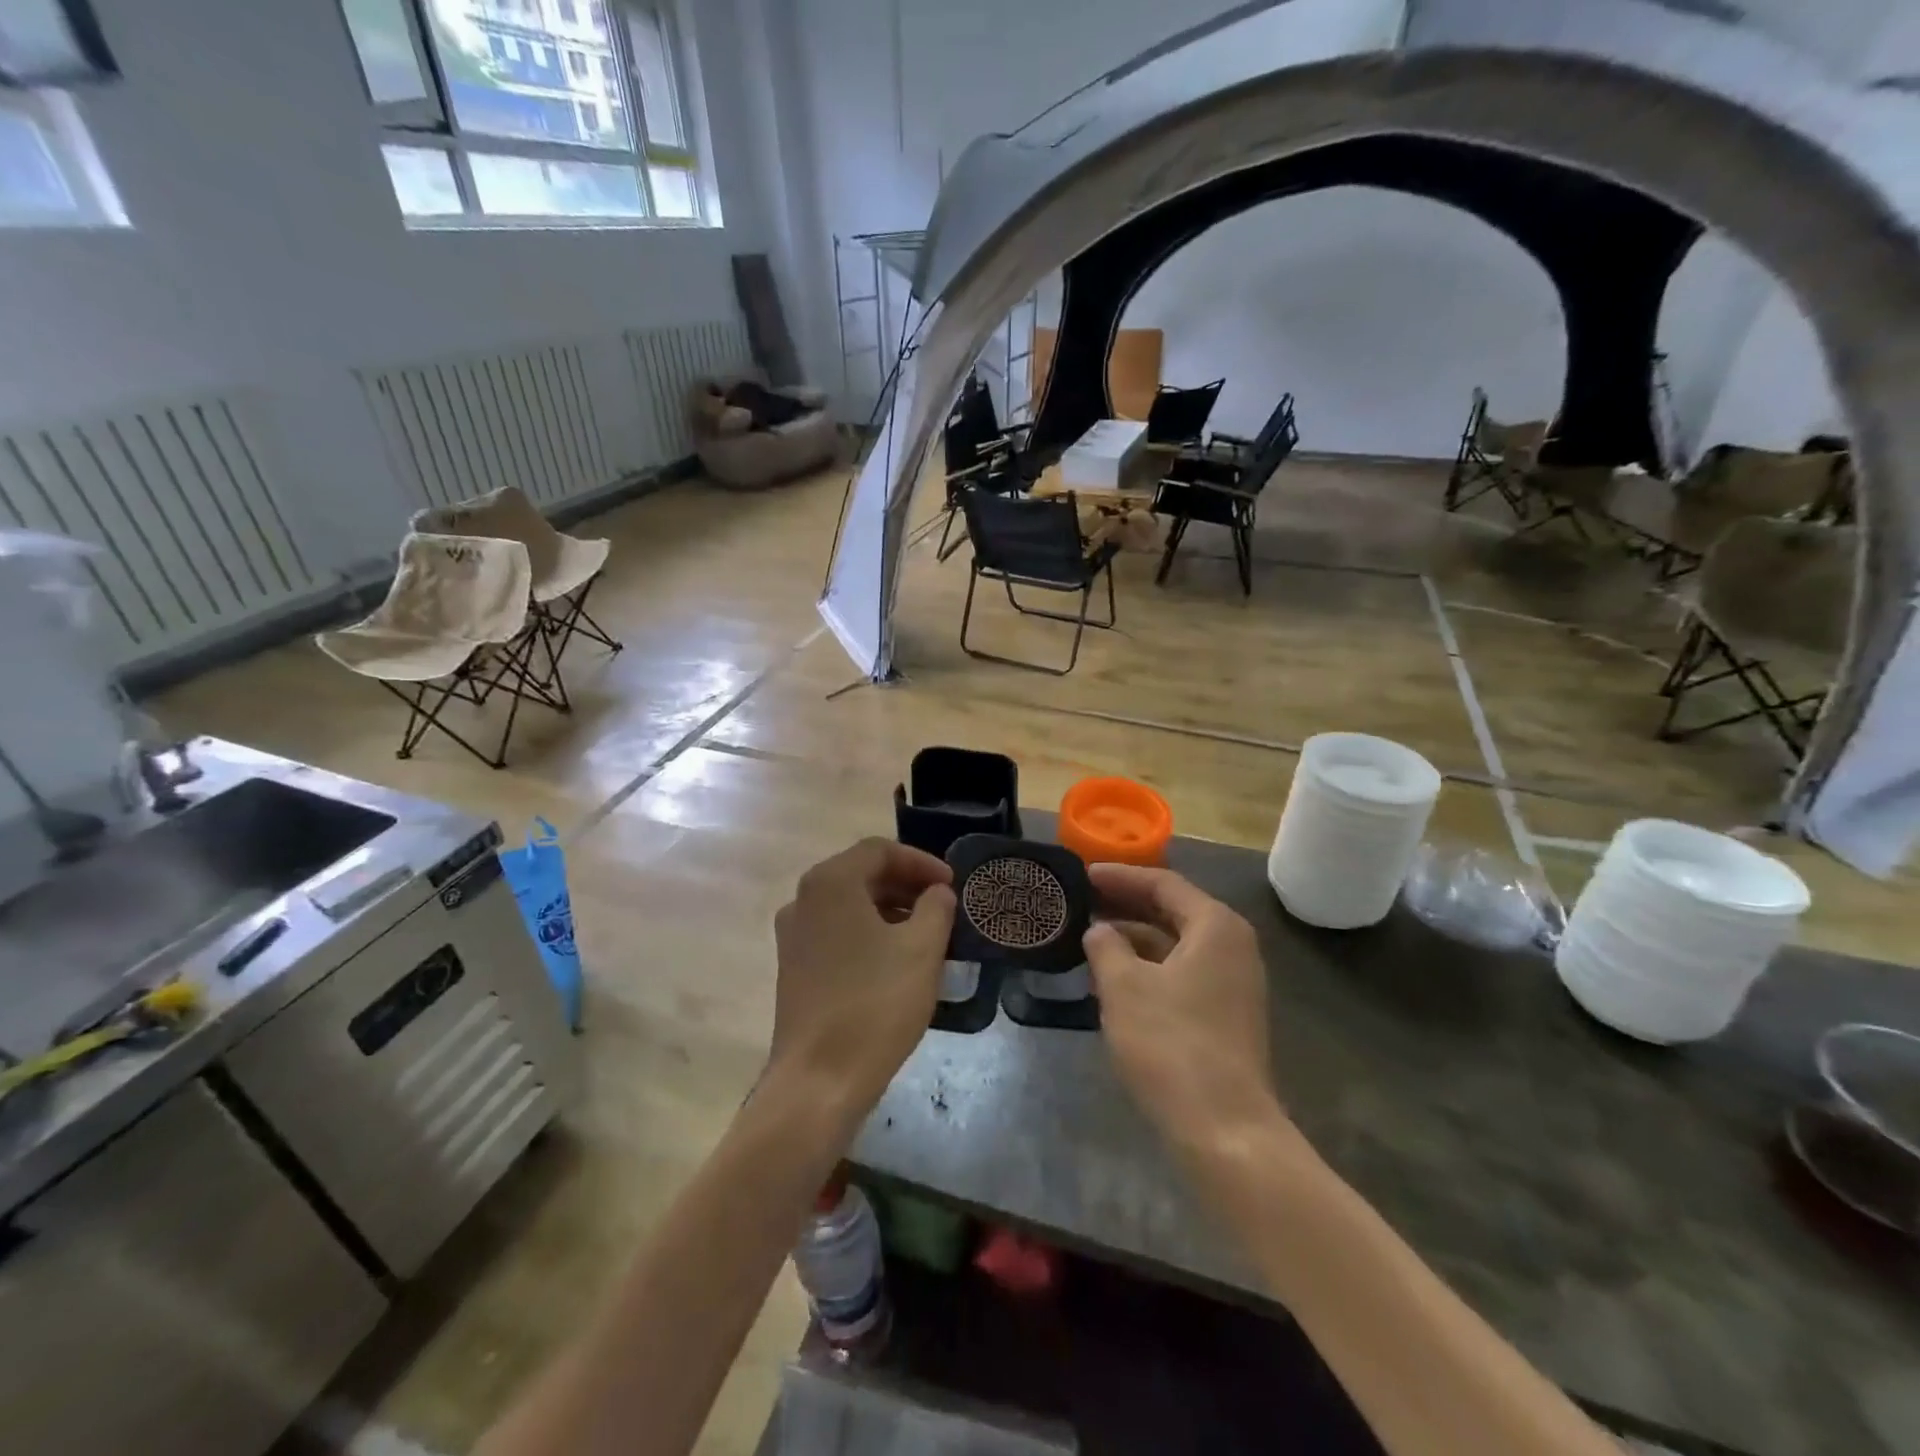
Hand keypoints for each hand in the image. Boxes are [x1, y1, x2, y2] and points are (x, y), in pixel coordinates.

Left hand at [769, 838, 955, 1114]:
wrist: (819, 1080)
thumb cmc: (875, 1004)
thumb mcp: (922, 949)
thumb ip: (936, 907)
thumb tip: (937, 892)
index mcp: (830, 883)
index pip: (880, 850)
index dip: (921, 862)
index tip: (952, 884)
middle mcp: (803, 899)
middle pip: (861, 873)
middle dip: (906, 884)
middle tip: (943, 905)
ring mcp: (794, 935)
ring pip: (849, 904)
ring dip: (890, 908)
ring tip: (927, 932)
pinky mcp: (794, 966)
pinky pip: (837, 931)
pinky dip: (869, 931)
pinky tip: (897, 958)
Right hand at [1083, 865, 1280, 1153]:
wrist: (1224, 1130)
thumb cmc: (1171, 1044)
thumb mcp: (1124, 987)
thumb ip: (1106, 946)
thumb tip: (1098, 930)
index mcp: (1215, 926)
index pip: (1163, 883)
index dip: (1120, 876)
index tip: (1082, 875)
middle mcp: (1232, 947)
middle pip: (1173, 910)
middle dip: (1126, 904)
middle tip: (1082, 901)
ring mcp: (1233, 984)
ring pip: (1175, 944)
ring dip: (1134, 938)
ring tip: (1089, 936)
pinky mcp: (1225, 1016)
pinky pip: (1181, 973)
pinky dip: (1148, 967)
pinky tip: (1113, 977)